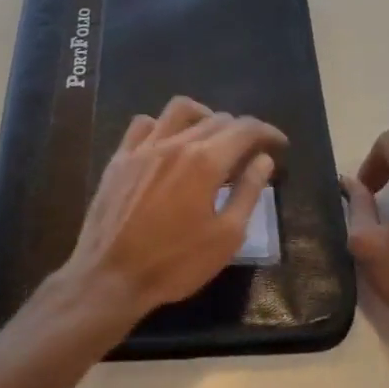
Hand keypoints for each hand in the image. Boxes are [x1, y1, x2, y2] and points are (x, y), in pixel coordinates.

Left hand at [59, 96, 286, 326]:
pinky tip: (169, 144)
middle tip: (250, 153)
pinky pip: (144, 124)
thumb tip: (263, 160)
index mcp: (205, 161)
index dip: (267, 132)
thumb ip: (248, 193)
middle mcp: (175, 143)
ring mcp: (143, 148)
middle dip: (241, 130)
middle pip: (217, 118)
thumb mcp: (226, 237)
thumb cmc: (175, 263)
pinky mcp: (120, 158)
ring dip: (204, 116)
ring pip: (179, 110)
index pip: (245, 129)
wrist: (109, 277)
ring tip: (212, 138)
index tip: (279, 145)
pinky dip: (163, 126)